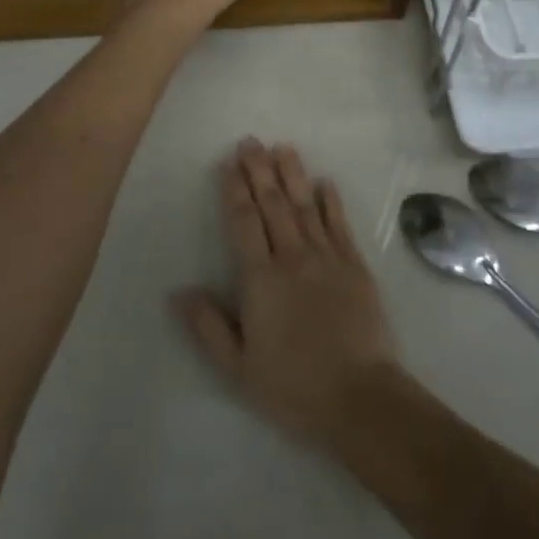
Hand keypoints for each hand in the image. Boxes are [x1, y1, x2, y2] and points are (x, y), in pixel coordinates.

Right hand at [174, 140, 401, 454]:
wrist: (360, 397)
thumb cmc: (293, 386)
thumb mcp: (239, 368)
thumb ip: (208, 327)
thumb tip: (178, 291)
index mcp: (261, 280)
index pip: (244, 223)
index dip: (235, 190)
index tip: (229, 163)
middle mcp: (293, 257)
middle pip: (273, 204)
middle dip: (259, 170)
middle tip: (250, 141)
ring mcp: (327, 257)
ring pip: (305, 205)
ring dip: (292, 174)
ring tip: (282, 147)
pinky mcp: (355, 265)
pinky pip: (339, 224)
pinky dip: (331, 201)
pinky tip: (325, 182)